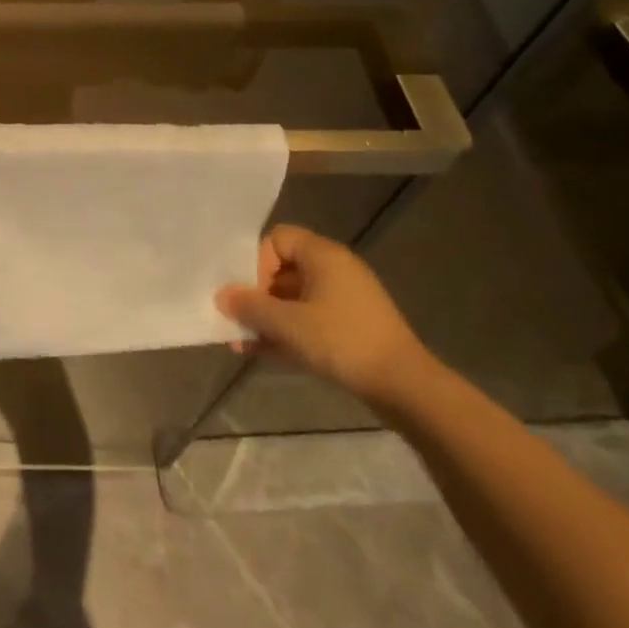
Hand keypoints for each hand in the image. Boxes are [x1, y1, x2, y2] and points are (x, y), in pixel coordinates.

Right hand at [214, 225, 431, 408]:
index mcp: (323, 255)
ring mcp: (346, 300)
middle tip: (237, 318)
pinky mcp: (352, 328)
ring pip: (294, 299)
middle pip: (283, 270)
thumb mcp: (288, 323)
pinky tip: (264, 353)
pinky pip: (309, 320)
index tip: (249, 292)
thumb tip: (222, 296)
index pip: (277, 239)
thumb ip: (250, 307)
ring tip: (242, 343)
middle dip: (256, 295)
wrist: (406, 389)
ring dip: (268, 318)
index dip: (256, 261)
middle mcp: (335, 270)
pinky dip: (288, 332)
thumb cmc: (343, 341)